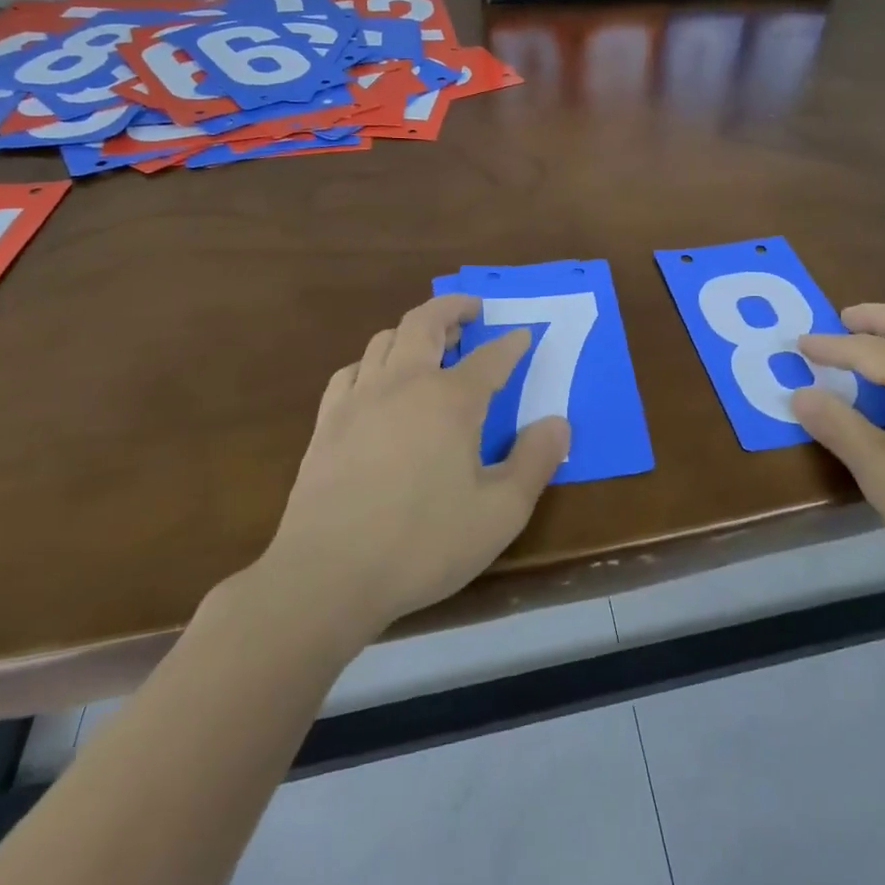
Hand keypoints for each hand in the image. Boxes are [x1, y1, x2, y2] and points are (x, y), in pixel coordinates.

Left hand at [257, 293, 569, 635]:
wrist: (326, 576)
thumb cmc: (423, 544)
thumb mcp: (500, 512)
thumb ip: (535, 462)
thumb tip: (558, 423)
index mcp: (451, 401)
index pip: (491, 357)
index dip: (512, 343)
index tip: (525, 334)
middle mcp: (404, 384)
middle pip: (426, 323)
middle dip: (453, 308)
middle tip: (472, 309)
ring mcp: (359, 399)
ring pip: (385, 340)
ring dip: (413, 331)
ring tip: (431, 343)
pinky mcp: (327, 422)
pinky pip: (351, 372)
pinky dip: (373, 363)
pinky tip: (378, 382)